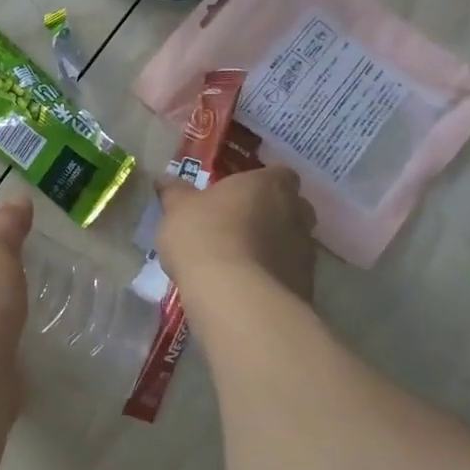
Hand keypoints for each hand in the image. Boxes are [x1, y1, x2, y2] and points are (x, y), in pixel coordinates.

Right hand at [155, 166, 316, 301]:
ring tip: (240, 260)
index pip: (280, 174)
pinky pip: (288, 272)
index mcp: (269, 184)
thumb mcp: (178, 209)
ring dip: (272, 245)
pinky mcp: (304, 284)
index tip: (241, 193)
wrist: (235, 295)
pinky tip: (247, 286)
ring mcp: (305, 250)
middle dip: (272, 213)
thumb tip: (165, 179)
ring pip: (292, 241)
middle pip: (292, 207)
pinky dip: (273, 275)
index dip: (262, 182)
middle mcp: (295, 212)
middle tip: (240, 224)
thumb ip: (175, 192)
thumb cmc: (205, 236)